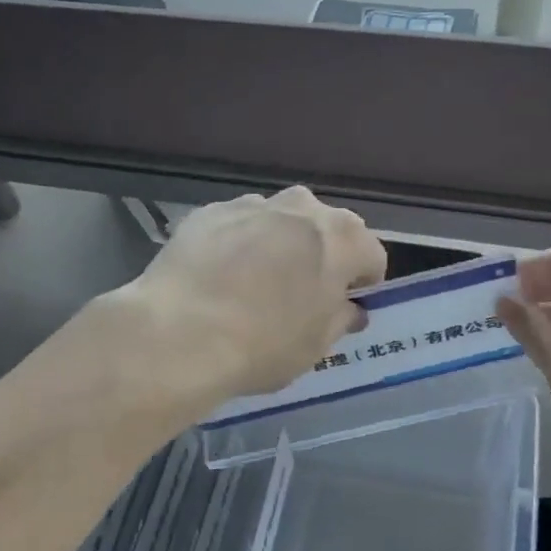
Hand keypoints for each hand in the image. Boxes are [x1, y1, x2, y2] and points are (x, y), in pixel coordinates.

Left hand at [130, 188, 386, 396]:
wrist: (180, 332)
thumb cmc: (263, 344)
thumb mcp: (316, 345)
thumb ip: (340, 319)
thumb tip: (349, 309)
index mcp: (343, 238)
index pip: (371, 256)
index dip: (362, 282)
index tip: (346, 305)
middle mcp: (303, 208)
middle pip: (326, 229)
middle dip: (321, 255)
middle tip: (301, 293)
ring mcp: (253, 204)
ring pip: (280, 222)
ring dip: (279, 245)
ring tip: (254, 284)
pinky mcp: (210, 211)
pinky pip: (238, 226)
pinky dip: (237, 243)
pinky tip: (218, 277)